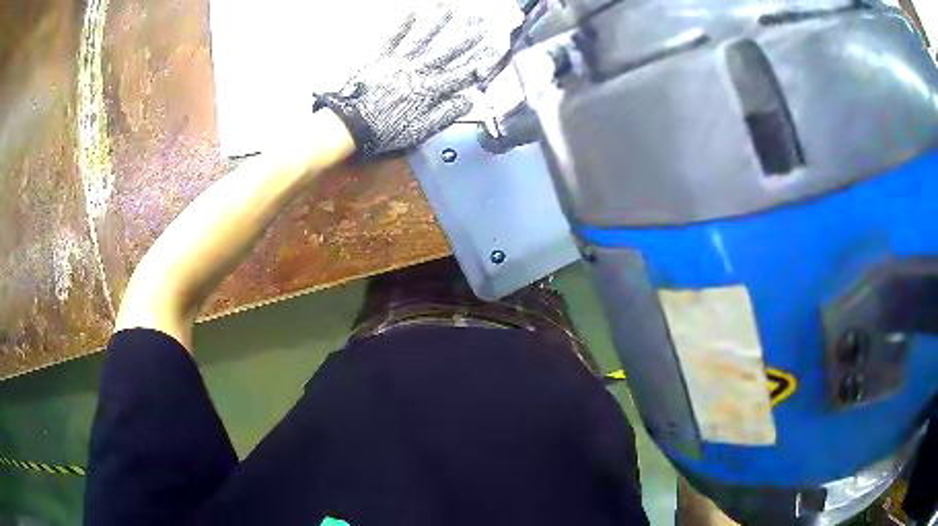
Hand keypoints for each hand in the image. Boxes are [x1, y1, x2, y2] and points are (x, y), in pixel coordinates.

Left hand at [314, 2, 500, 156]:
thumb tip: (468, 99)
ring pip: (423, 38)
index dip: (480, 60)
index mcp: (430, 89)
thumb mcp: (420, 130)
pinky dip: (402, 25)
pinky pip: (393, 38)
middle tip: (482, 23)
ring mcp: (399, 61)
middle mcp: (418, 70)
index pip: (462, 72)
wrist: (350, 123)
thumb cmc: (385, 130)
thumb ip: (445, 113)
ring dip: (438, 23)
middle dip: (467, 37)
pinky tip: (412, 12)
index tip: (495, 48)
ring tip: (449, 9)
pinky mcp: (380, 57)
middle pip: (447, 50)